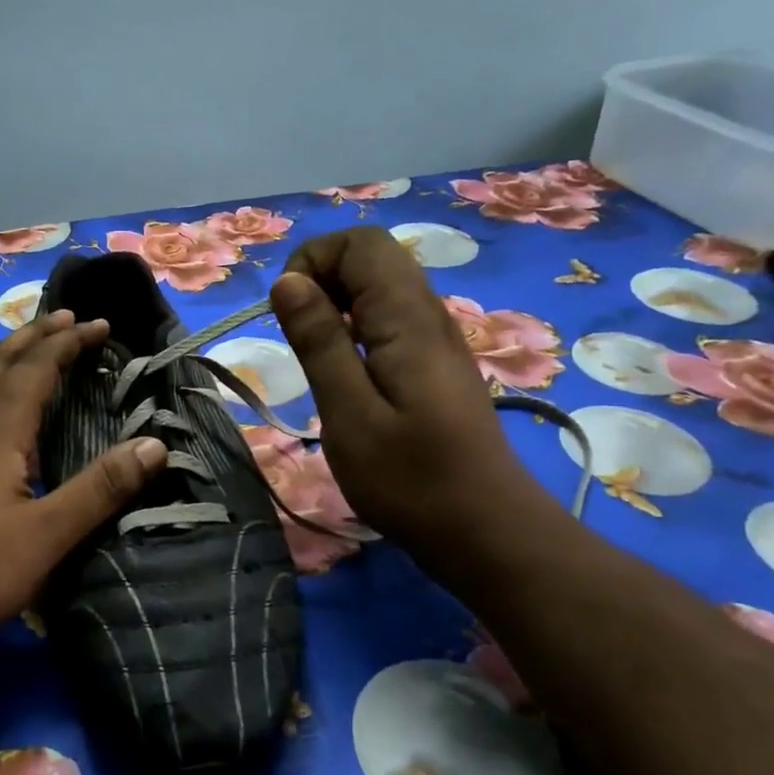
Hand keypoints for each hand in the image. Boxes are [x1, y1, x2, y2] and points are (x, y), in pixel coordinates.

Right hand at [268, 227, 558, 553]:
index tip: (289, 314)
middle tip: (298, 336)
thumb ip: (318, 342)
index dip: (313, 261)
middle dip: (321, 279)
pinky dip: (355, 327)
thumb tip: (286, 282)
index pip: (359, 243)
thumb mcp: (349, 414)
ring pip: (380, 285)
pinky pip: (389, 317)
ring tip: (315, 355)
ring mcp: (436, 337)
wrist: (487, 532)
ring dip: (336, 304)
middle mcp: (428, 313)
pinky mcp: (434, 362)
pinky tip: (344, 372)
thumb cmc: (411, 480)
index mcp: (407, 317)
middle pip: (371, 256)